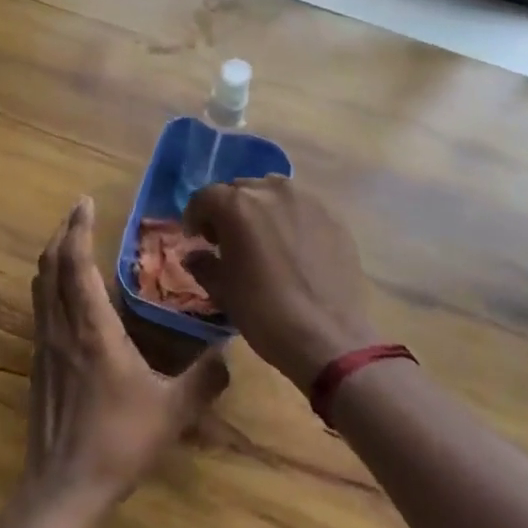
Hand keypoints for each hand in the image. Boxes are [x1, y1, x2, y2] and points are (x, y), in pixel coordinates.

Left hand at [24, 198, 229, 510]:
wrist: (63, 488)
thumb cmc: (118, 442)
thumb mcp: (172, 411)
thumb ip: (205, 379)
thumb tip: (230, 352)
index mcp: (92, 328)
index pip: (76, 263)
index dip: (78, 228)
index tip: (85, 202)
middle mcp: (62, 327)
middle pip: (49, 266)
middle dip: (62, 234)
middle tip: (78, 214)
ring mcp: (45, 346)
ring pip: (40, 286)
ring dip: (52, 258)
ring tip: (71, 244)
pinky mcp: (39, 365)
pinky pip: (40, 309)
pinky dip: (50, 285)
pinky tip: (67, 296)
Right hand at [183, 176, 377, 390]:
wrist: (328, 338)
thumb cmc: (264, 313)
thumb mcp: (222, 290)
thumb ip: (203, 264)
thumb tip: (195, 254)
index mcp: (237, 205)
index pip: (205, 197)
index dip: (196, 216)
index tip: (197, 239)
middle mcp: (271, 190)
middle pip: (239, 190)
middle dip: (228, 211)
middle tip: (228, 240)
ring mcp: (306, 200)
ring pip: (272, 193)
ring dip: (260, 209)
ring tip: (263, 239)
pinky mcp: (333, 216)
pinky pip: (301, 208)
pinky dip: (290, 219)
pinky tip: (293, 247)